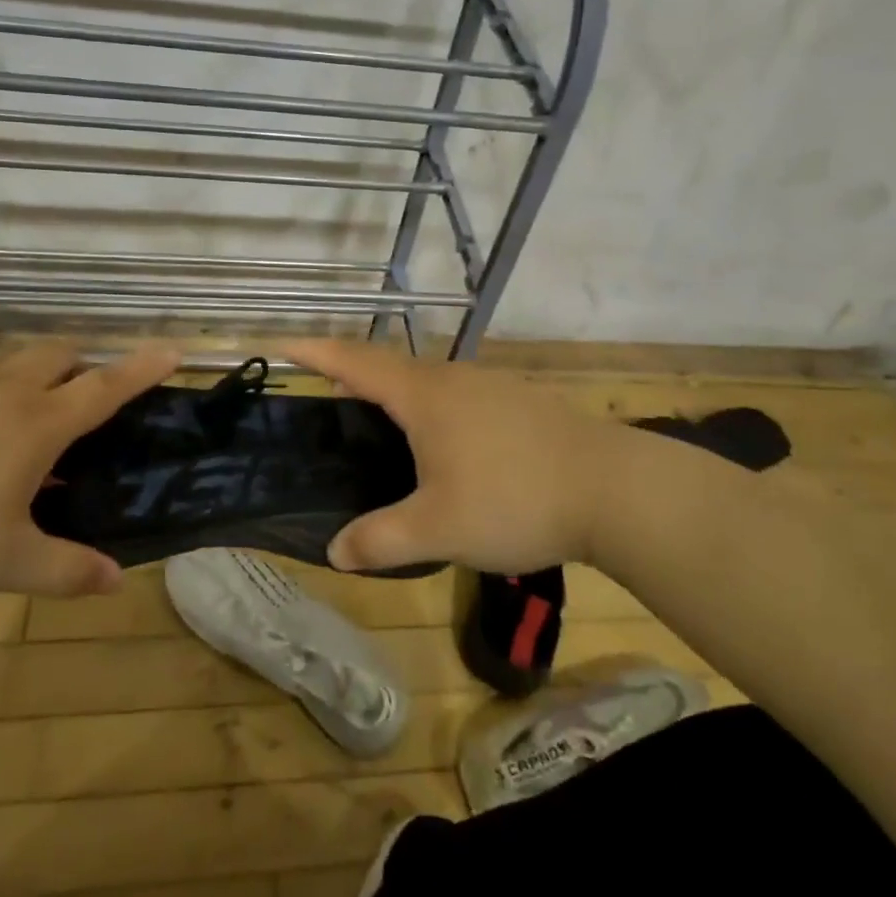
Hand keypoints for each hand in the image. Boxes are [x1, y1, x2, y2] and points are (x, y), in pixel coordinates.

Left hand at [0, 341, 178, 602]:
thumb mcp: (3, 563)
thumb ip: (64, 570)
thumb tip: (116, 581)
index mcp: (37, 424)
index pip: (106, 388)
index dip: (143, 369)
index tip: (173, 348)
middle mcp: (1, 391)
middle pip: (56, 354)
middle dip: (78, 363)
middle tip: (78, 395)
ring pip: (4, 357)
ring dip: (24, 370)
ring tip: (16, 409)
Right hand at [283, 339, 624, 574]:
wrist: (615, 489)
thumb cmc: (515, 500)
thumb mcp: (438, 529)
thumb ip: (380, 540)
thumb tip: (337, 551)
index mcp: (424, 395)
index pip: (354, 362)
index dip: (314, 351)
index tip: (279, 345)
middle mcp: (454, 378)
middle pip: (389, 368)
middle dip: (353, 380)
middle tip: (328, 408)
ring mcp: (492, 386)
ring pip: (428, 382)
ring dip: (396, 397)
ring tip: (382, 433)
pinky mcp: (520, 402)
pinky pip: (458, 396)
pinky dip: (433, 410)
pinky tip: (445, 448)